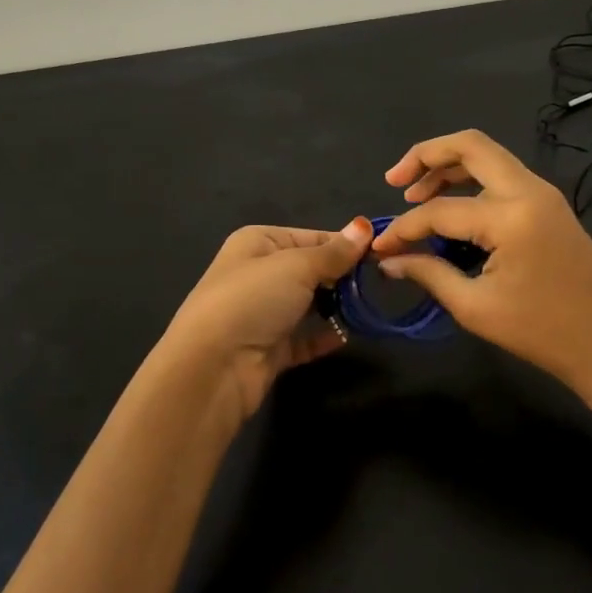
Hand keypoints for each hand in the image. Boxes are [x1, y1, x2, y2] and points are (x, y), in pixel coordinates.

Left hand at [161, 218, 373, 424]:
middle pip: (311, 270)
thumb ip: (334, 251)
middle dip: (341, 277)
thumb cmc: (253, 300)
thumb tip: (364, 225)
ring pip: (309, 304)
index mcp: (258, 243)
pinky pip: (305, 338)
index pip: (311, 237)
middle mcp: (258, 274)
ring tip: (364, 309)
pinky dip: (324, 337)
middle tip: (375, 284)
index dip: (344, 245)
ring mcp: (263, 313)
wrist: (213, 367)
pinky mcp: (270, 348)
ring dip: (335, 307)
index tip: (379, 255)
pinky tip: (346, 337)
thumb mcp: (297, 266)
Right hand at [372, 130, 591, 400]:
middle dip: (426, 155)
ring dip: (449, 167)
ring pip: (489, 157)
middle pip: (470, 146)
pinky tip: (452, 208)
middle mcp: (529, 191)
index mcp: (511, 216)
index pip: (440, 211)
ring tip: (415, 193)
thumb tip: (389, 260)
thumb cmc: (540, 332)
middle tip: (395, 181)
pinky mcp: (551, 207)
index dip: (403, 228)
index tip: (380, 248)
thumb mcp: (475, 307)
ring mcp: (544, 195)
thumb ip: (429, 274)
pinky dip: (472, 182)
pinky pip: (504, 178)